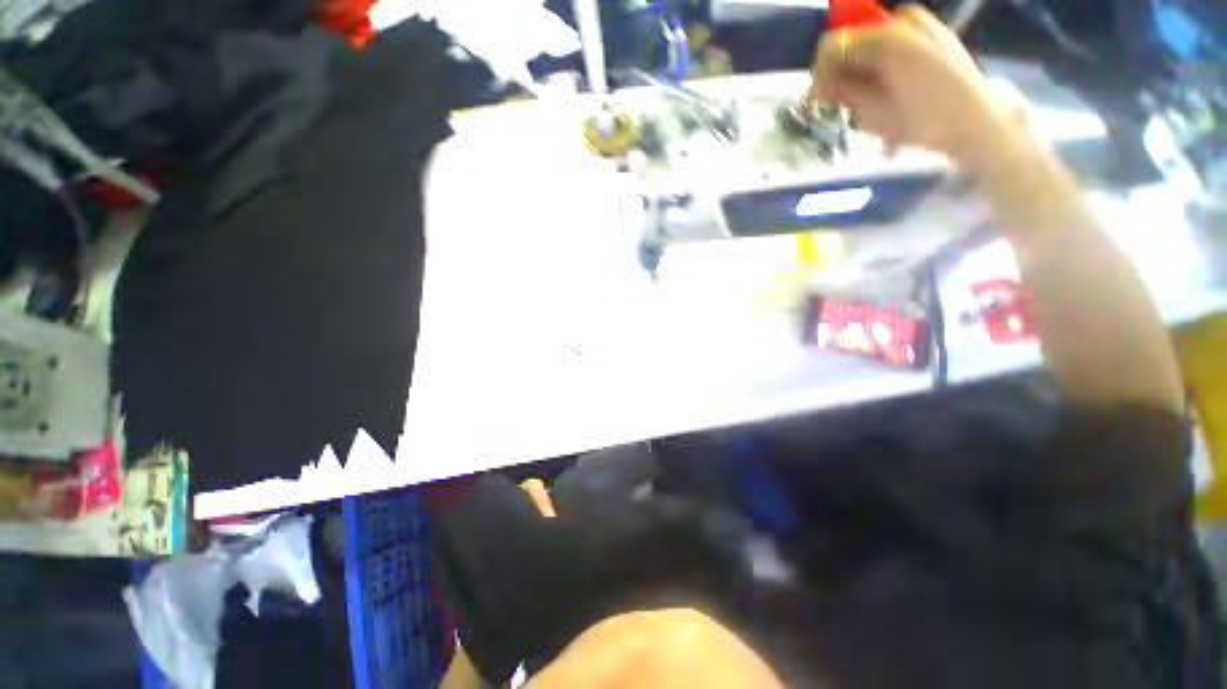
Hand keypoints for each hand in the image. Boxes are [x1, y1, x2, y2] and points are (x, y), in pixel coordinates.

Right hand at [808, 5, 1021, 171]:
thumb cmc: (922, 120)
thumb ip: (842, 92)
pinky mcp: (933, 33)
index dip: (819, 72)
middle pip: (854, 42)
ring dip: (863, 71)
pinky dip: (882, 66)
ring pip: (872, 45)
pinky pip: (893, 45)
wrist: (976, 121)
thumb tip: (820, 84)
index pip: (833, 45)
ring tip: (869, 102)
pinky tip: (889, 90)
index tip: (818, 98)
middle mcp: (902, 20)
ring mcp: (921, 24)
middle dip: (843, 72)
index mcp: (886, 38)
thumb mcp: (872, 113)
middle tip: (844, 104)